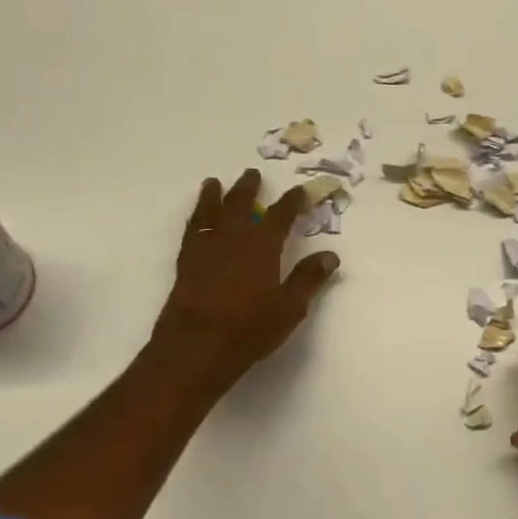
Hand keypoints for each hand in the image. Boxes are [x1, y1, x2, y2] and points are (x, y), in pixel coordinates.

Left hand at [148, 169, 339, 393]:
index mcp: (263, 246)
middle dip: (248, 188)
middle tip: (252, 173)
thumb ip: (309, 278)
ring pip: (210, 212)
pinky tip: (197, 218)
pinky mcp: (187, 262)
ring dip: (214, 195)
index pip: (281, 215)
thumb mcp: (290, 307)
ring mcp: (206, 248)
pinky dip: (196, 218)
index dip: (292, 202)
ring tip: (214, 183)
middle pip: (240, 204)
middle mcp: (233, 238)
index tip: (300, 190)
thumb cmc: (250, 327)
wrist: (198, 344)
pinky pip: (192, 230)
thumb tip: (330, 256)